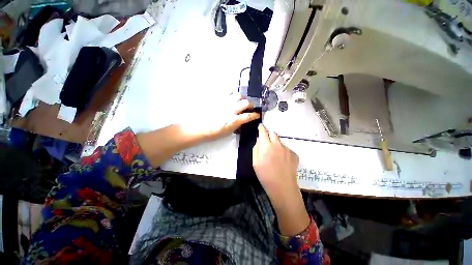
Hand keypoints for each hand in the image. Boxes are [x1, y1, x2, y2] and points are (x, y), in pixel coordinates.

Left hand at [181, 94, 259, 141]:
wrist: (198, 127)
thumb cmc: (213, 133)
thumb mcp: (228, 132)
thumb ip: (237, 124)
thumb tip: (242, 119)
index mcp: (233, 121)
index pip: (248, 116)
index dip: (255, 115)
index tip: (256, 114)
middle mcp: (231, 110)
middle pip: (246, 102)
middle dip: (250, 104)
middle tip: (248, 107)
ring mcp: (224, 103)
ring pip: (238, 95)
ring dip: (241, 98)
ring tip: (238, 101)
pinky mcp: (217, 98)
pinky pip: (227, 92)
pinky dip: (231, 95)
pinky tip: (229, 98)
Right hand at [252, 124, 299, 201]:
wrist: (283, 187)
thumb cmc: (265, 175)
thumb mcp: (255, 162)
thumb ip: (256, 148)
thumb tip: (259, 140)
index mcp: (266, 146)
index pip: (263, 132)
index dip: (261, 128)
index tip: (260, 126)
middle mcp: (277, 144)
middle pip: (273, 133)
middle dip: (269, 135)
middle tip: (267, 143)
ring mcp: (287, 149)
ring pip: (280, 142)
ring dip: (276, 145)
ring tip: (275, 156)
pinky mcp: (294, 154)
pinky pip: (287, 149)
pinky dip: (283, 152)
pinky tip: (282, 161)